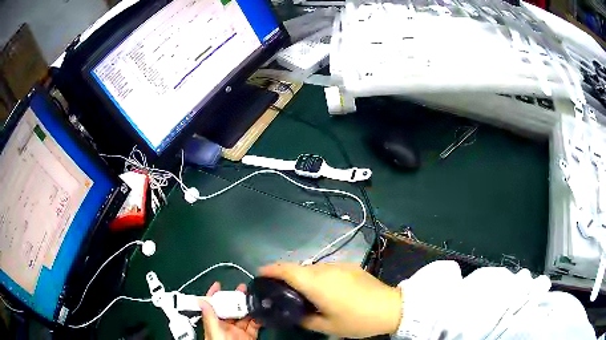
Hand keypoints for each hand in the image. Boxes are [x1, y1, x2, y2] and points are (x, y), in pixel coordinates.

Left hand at [199, 282, 260, 339]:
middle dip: (235, 298)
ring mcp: (238, 332)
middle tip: (242, 288)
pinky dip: (258, 318)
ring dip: (248, 307)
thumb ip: (209, 318)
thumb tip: (201, 301)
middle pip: (230, 310)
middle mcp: (226, 327)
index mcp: (214, 325)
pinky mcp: (250, 336)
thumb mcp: (214, 333)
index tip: (218, 285)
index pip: (212, 307)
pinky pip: (255, 325)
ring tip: (253, 297)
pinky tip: (261, 311)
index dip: (213, 295)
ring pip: (243, 316)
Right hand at [259, 263, 401, 338]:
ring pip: (313, 268)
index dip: (271, 269)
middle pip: (299, 268)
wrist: (390, 307)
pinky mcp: (350, 266)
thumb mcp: (327, 326)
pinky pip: (327, 269)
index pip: (287, 270)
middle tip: (280, 289)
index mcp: (316, 283)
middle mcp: (326, 269)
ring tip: (302, 291)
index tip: (260, 274)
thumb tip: (294, 313)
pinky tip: (324, 289)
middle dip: (285, 275)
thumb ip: (305, 319)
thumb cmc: (357, 320)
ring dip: (303, 276)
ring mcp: (340, 266)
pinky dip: (318, 276)